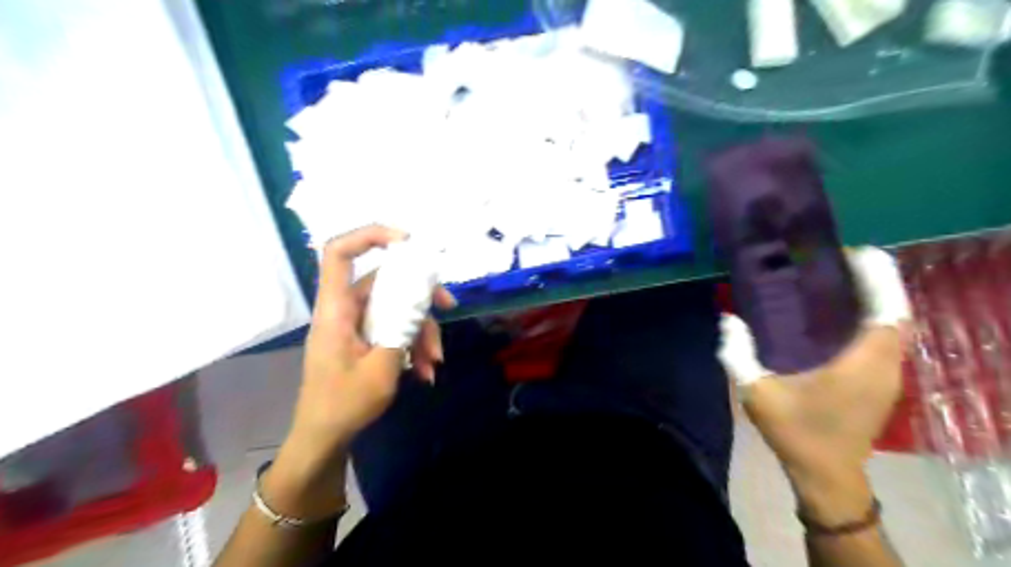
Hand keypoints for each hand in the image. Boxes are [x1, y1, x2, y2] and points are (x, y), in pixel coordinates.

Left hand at [286, 226, 455, 459]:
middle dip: (420, 297)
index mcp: (336, 310)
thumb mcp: (381, 370)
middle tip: (450, 308)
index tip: (408, 241)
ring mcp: (356, 324)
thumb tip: (421, 301)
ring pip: (396, 308)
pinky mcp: (365, 338)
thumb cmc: (343, 405)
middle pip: (385, 282)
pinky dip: (413, 344)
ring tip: (435, 362)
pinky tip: (425, 371)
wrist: (325, 438)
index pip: (339, 253)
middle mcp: (345, 309)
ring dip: (421, 330)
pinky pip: (394, 328)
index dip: (370, 236)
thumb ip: (402, 330)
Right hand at [719, 246, 909, 512]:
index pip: (887, 311)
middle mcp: (884, 365)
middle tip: (837, 261)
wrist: (826, 474)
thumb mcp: (757, 394)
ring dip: (875, 298)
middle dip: (876, 281)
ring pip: (894, 325)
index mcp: (861, 364)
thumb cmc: (795, 432)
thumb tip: (729, 319)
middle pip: (896, 312)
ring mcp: (888, 375)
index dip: (878, 278)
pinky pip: (886, 338)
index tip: (853, 253)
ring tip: (837, 279)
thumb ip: (738, 354)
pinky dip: (873, 316)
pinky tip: (840, 313)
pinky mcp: (882, 382)